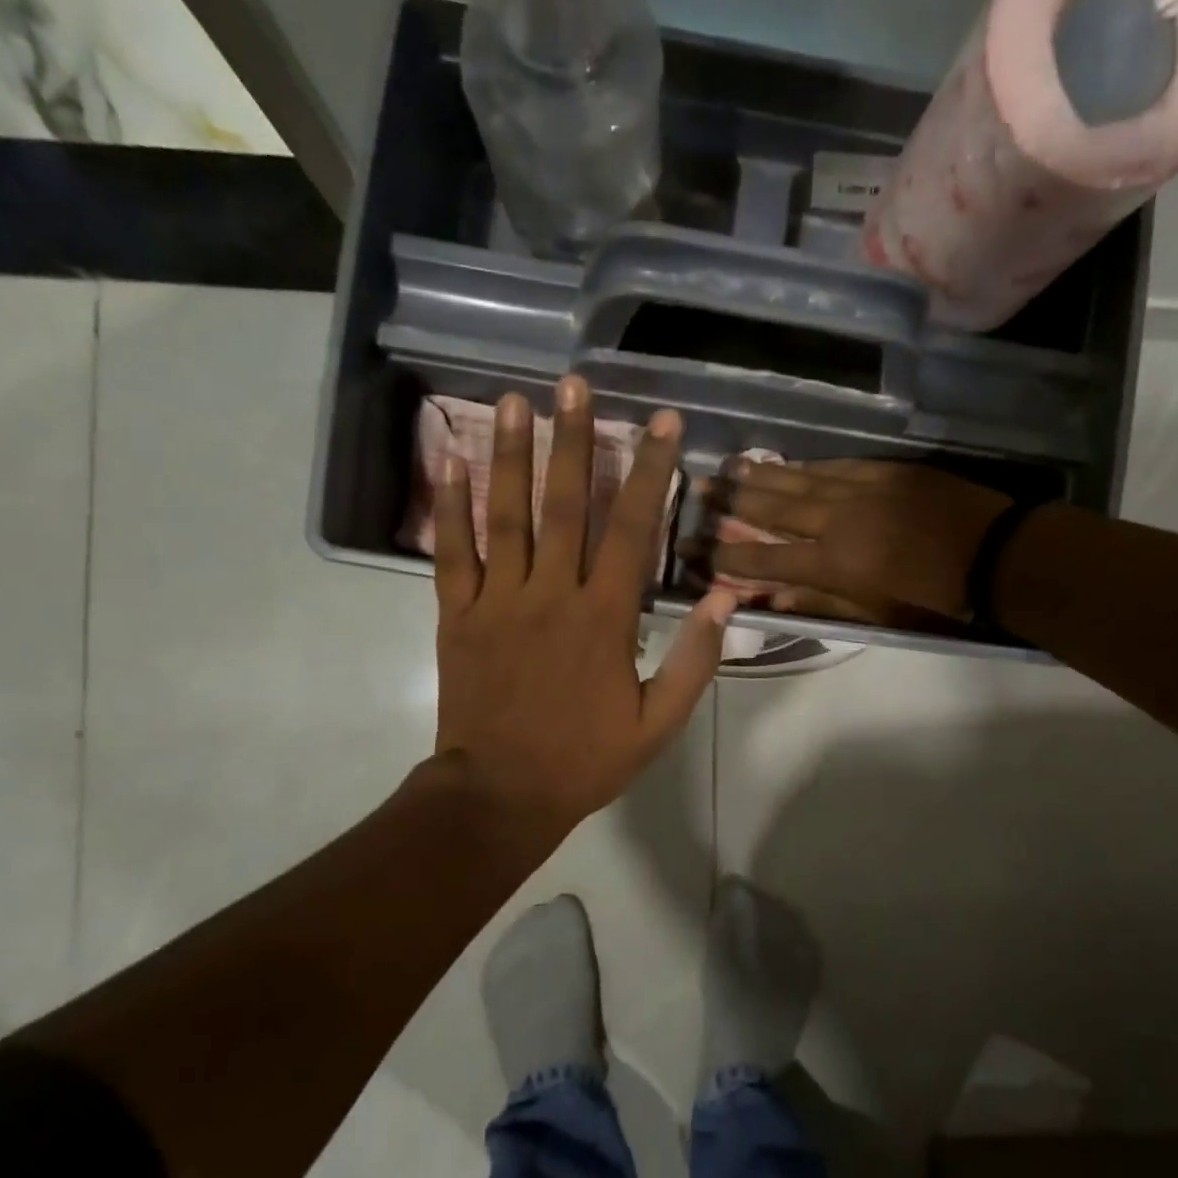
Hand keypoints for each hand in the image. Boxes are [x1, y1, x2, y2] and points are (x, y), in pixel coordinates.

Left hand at [431, 377, 735, 865]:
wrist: (502, 794)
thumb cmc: (586, 759)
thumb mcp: (659, 722)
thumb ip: (696, 659)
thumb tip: (726, 597)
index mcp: (605, 618)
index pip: (632, 529)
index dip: (652, 472)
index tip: (664, 424)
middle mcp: (551, 594)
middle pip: (566, 505)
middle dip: (576, 440)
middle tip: (575, 384)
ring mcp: (498, 601)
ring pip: (506, 516)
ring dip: (510, 454)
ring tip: (513, 399)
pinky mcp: (457, 616)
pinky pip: (451, 553)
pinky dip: (451, 507)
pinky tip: (450, 462)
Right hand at [694, 459, 1010, 623]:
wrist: (996, 556)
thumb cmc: (935, 600)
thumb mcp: (876, 615)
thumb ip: (821, 604)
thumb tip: (771, 600)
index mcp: (832, 564)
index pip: (764, 557)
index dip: (725, 554)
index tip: (694, 548)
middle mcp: (836, 521)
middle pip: (772, 508)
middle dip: (731, 500)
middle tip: (699, 489)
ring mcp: (860, 489)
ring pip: (799, 480)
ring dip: (761, 474)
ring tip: (729, 466)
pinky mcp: (884, 470)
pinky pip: (834, 466)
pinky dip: (806, 466)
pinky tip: (787, 463)